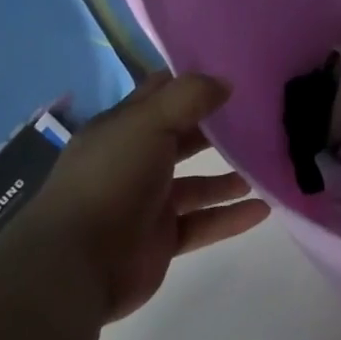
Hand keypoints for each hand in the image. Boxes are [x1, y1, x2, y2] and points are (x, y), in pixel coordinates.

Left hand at [10, 73, 270, 321]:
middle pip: (181, 139)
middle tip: (259, 120)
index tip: (232, 74)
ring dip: (228, 177)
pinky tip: (263, 209)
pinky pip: (202, 224)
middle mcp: (133, 163)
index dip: (191, 83)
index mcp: (121, 130)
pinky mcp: (160, 241)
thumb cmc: (111, 180)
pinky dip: (230, 217)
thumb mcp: (149, 123)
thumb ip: (189, 97)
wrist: (76, 265)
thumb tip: (226, 82)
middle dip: (216, 130)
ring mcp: (146, 204)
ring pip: (196, 184)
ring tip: (265, 167)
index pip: (159, 95)